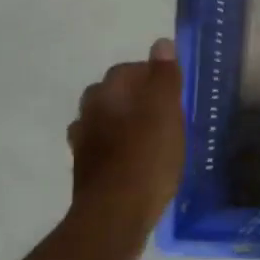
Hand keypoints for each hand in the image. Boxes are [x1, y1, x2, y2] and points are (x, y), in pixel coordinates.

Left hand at [67, 38, 185, 241]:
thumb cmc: (146, 158)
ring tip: (154, 137)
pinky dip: (118, 147)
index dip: (154, 76)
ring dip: (126, 122)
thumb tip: (161, 43)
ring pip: (106, 120)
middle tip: (168, 114)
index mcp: (107, 93)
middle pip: (114, 93)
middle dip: (138, 97)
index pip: (130, 69)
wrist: (115, 215)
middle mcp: (89, 111)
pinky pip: (104, 147)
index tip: (176, 93)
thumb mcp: (166, 112)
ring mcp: (83, 142)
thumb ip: (164, 77)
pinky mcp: (86, 169)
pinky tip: (136, 160)